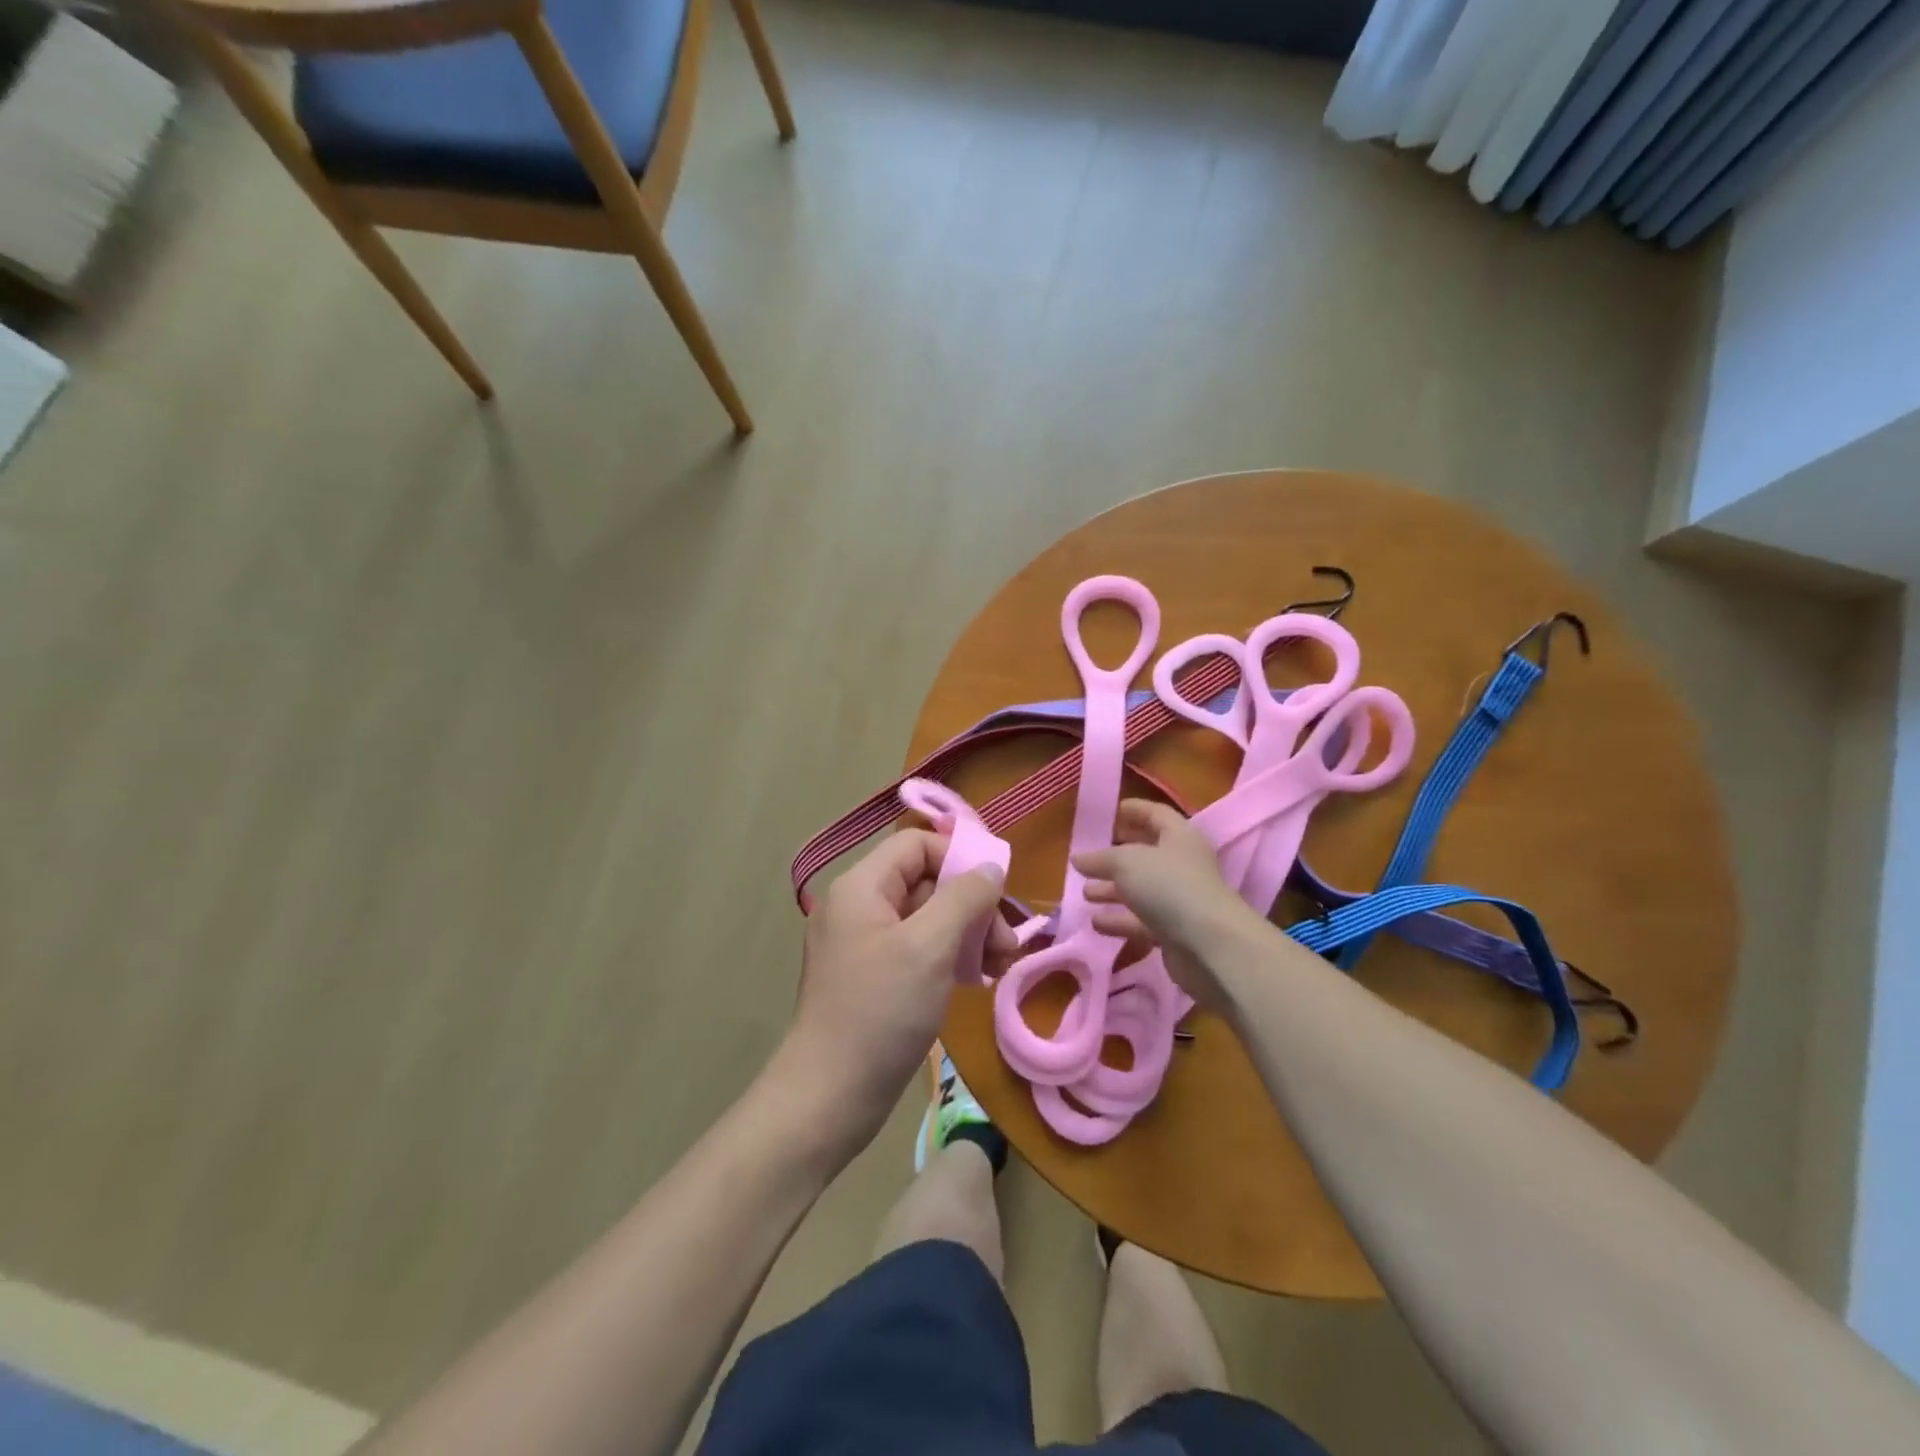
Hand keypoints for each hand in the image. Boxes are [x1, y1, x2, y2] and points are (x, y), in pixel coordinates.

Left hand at [780, 831, 1011, 1155]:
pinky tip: (976, 981)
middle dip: (972, 906)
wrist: (828, 1097)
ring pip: (927, 919)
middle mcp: (859, 907)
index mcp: (862, 887)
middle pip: (926, 882)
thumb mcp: (929, 947)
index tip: (997, 893)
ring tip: (1000, 966)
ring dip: (968, 934)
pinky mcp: (873, 978)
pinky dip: (949, 958)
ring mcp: (864, 945)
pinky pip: (917, 950)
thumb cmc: (880, 1011)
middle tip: (1007, 944)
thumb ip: (964, 898)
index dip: (960, 858)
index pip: (918, 845)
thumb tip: (991, 866)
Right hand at [1072, 800, 1254, 1012]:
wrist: (1208, 946)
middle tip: (1089, 856)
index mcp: (1179, 836)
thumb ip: (1100, 859)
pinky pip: (1142, 920)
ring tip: (1085, 893)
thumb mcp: (1126, 862)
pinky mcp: (1174, 931)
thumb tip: (1078, 858)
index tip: (1108, 812)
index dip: (1133, 810)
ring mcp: (1179, 900)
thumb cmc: (1168, 886)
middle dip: (1117, 855)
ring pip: (1141, 890)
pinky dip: (1120, 920)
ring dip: (1113, 891)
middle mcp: (1182, 864)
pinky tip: (1096, 923)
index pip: (1155, 814)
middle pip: (1146, 853)